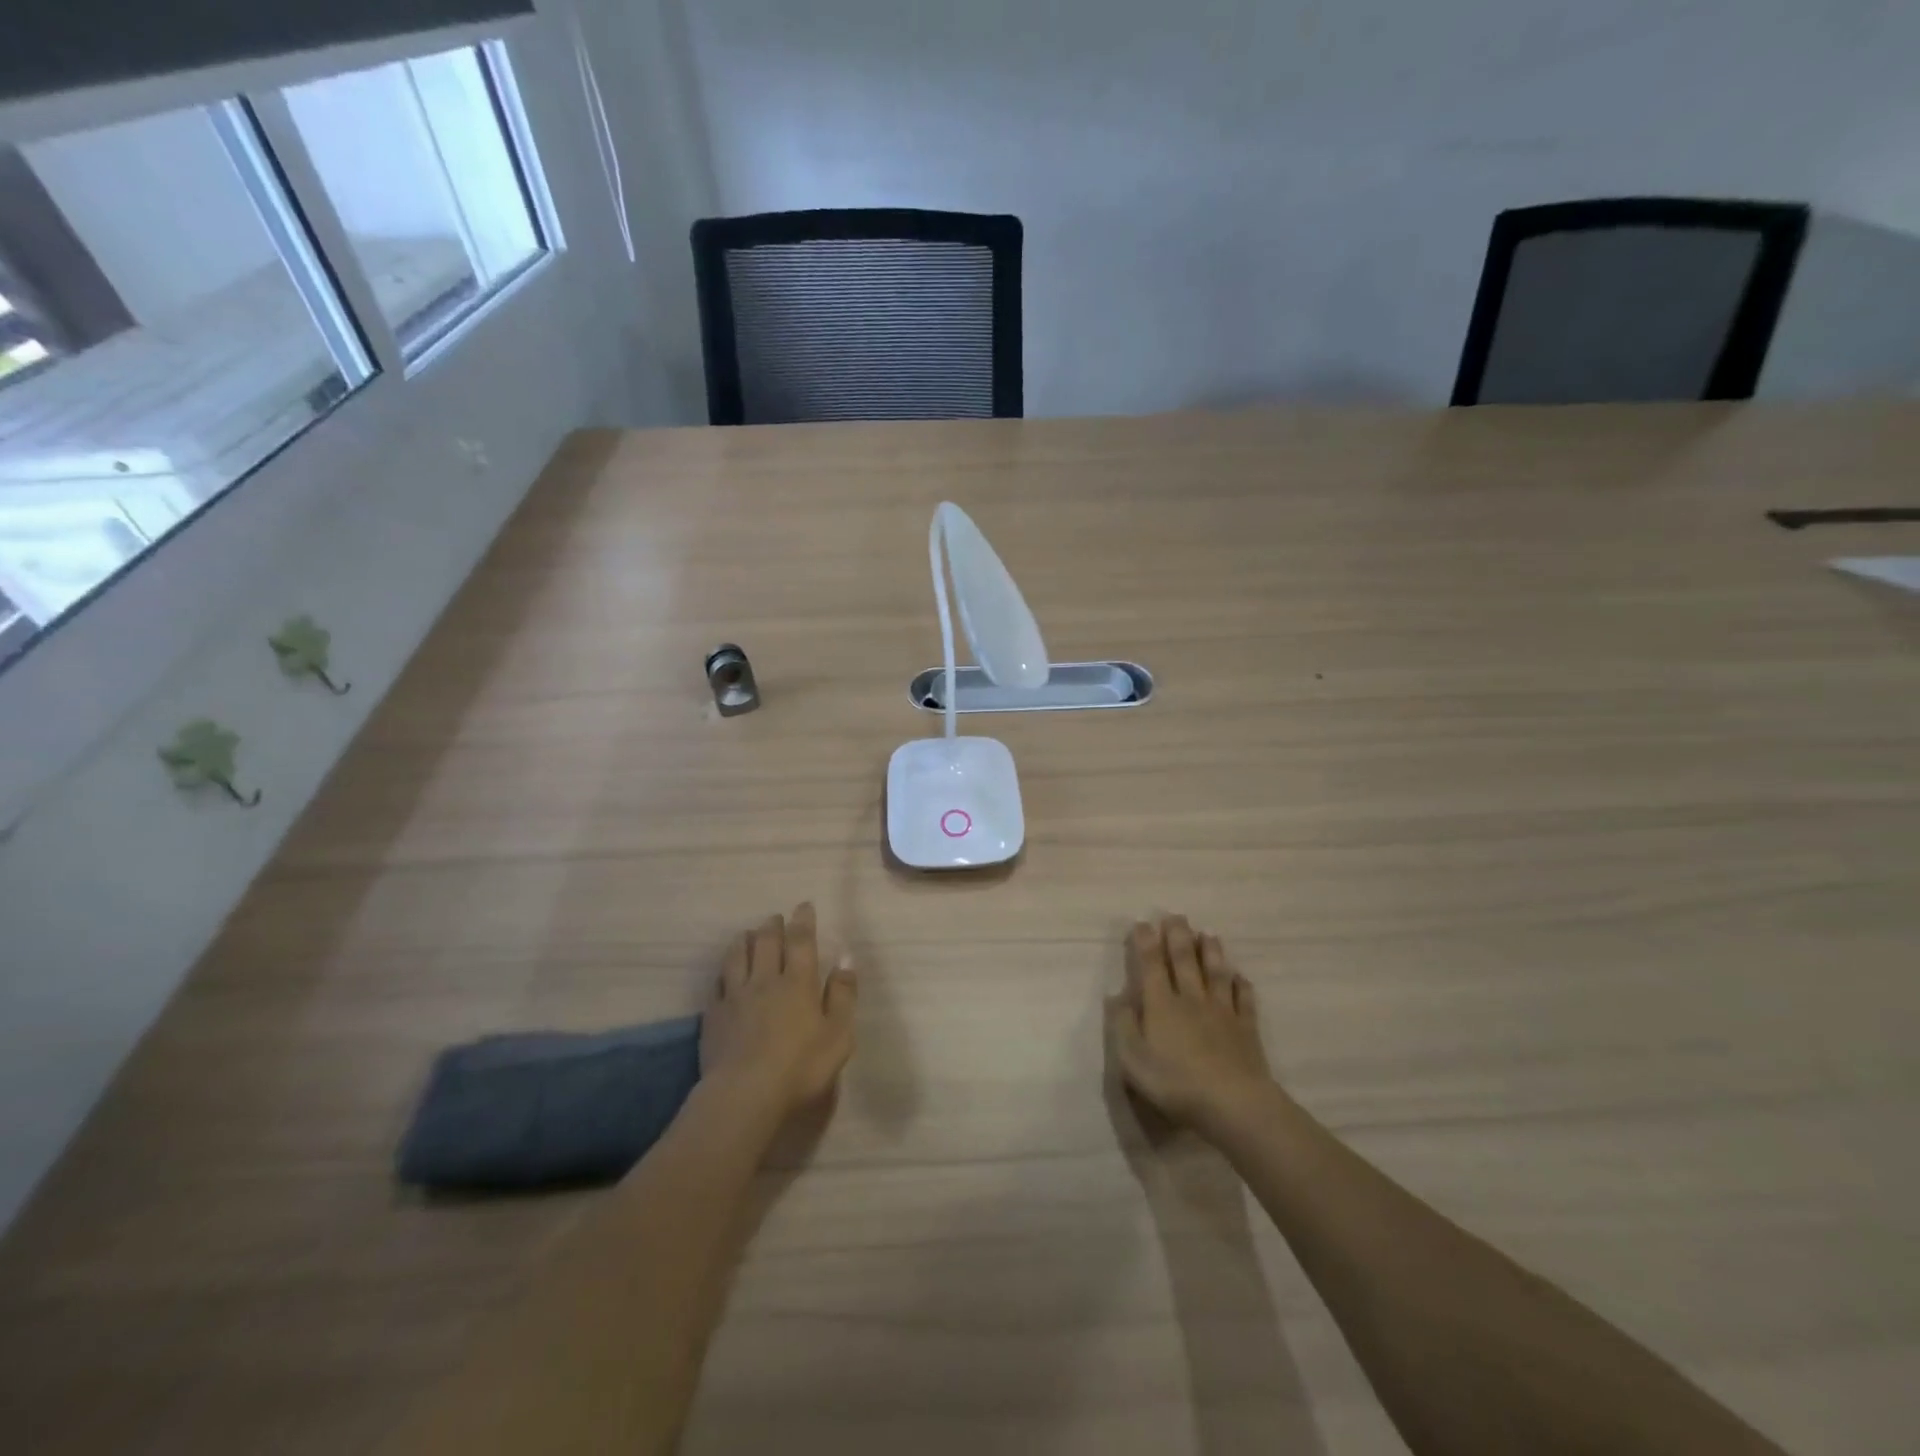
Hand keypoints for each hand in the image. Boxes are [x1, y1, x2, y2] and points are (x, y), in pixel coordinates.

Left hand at [700, 903, 857, 1124]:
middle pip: (766, 942)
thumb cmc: (800, 1066)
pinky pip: (718, 982)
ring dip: (744, 940)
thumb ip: (843, 995)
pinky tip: (725, 971)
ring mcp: (736, 996)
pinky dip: (724, 970)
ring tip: (748, 934)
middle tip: (776, 918)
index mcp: (798, 983)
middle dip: (772, 926)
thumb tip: (846, 959)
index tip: (804, 906)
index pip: (801, 941)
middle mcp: (765, 980)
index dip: (803, 921)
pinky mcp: (714, 1015)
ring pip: (737, 956)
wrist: (745, 1094)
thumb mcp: (838, 1034)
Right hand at [1108, 916, 1273, 1137]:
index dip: (1145, 942)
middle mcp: (1191, 999)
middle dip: (1178, 936)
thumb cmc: (1176, 1083)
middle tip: (1176, 915)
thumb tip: (1117, 997)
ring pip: (1216, 973)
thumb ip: (1123, 1026)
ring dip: (1211, 952)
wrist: (1233, 1103)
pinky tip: (1241, 977)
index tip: (1142, 923)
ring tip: (1208, 934)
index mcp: (1161, 1004)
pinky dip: (1242, 986)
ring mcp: (1222, 1012)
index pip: (1151, 964)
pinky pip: (1245, 1000)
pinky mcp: (1246, 1029)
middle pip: (1185, 960)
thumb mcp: (1133, 1060)